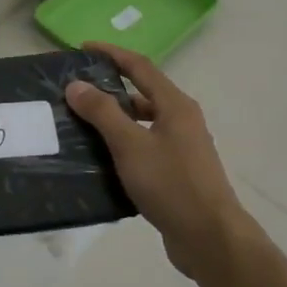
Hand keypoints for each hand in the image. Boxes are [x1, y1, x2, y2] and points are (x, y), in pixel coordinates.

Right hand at [65, 42, 264, 281]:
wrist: (210, 238)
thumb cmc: (171, 184)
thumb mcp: (130, 145)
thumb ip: (102, 113)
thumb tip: (77, 84)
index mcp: (175, 105)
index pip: (140, 67)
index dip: (112, 54)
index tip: (84, 48)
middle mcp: (182, 120)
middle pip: (142, 94)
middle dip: (110, 88)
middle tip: (76, 91)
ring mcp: (182, 148)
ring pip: (143, 123)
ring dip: (115, 120)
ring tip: (81, 125)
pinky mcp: (177, 173)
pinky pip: (145, 148)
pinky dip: (122, 146)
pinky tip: (101, 159)